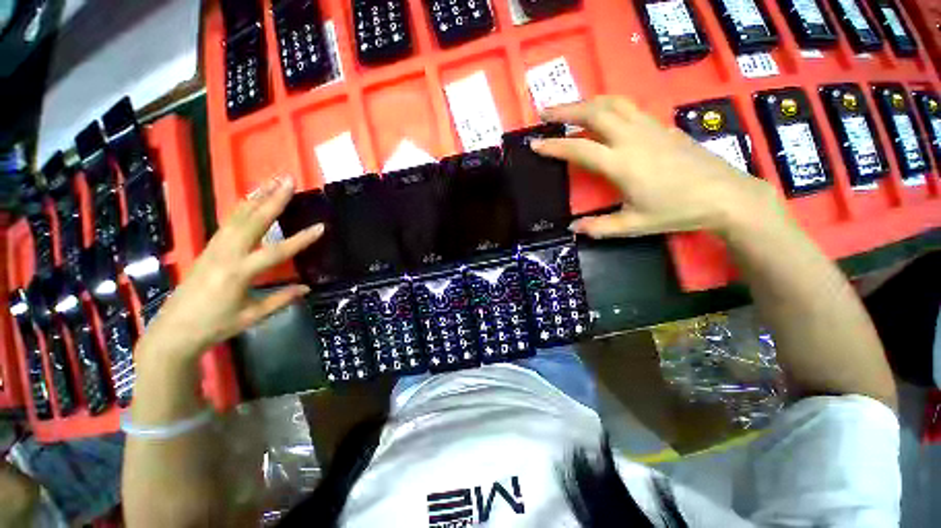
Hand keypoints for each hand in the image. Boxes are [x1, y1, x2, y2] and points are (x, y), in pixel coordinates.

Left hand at [138, 176, 321, 361]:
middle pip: (253, 222)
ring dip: (257, 197)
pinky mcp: (208, 248)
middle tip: (288, 181)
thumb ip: (281, 299)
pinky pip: (228, 223)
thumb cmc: (215, 326)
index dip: (300, 240)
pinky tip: (251, 199)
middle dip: (272, 200)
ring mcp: (214, 249)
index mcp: (239, 274)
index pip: (276, 252)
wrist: (173, 331)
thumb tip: (307, 288)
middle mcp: (225, 255)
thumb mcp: (252, 316)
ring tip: (272, 182)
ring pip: (238, 217)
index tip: (321, 227)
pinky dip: (242, 207)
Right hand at [532, 97, 786, 238]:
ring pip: (612, 103)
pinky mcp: (661, 125)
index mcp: (621, 164)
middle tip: (545, 112)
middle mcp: (632, 138)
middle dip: (565, 110)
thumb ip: (600, 226)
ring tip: (569, 107)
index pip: (579, 149)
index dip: (553, 146)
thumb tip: (573, 228)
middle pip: (594, 113)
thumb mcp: (634, 224)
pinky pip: (628, 107)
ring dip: (586, 102)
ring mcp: (648, 127)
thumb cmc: (677, 211)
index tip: (535, 143)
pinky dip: (607, 105)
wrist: (725, 195)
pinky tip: (601, 113)